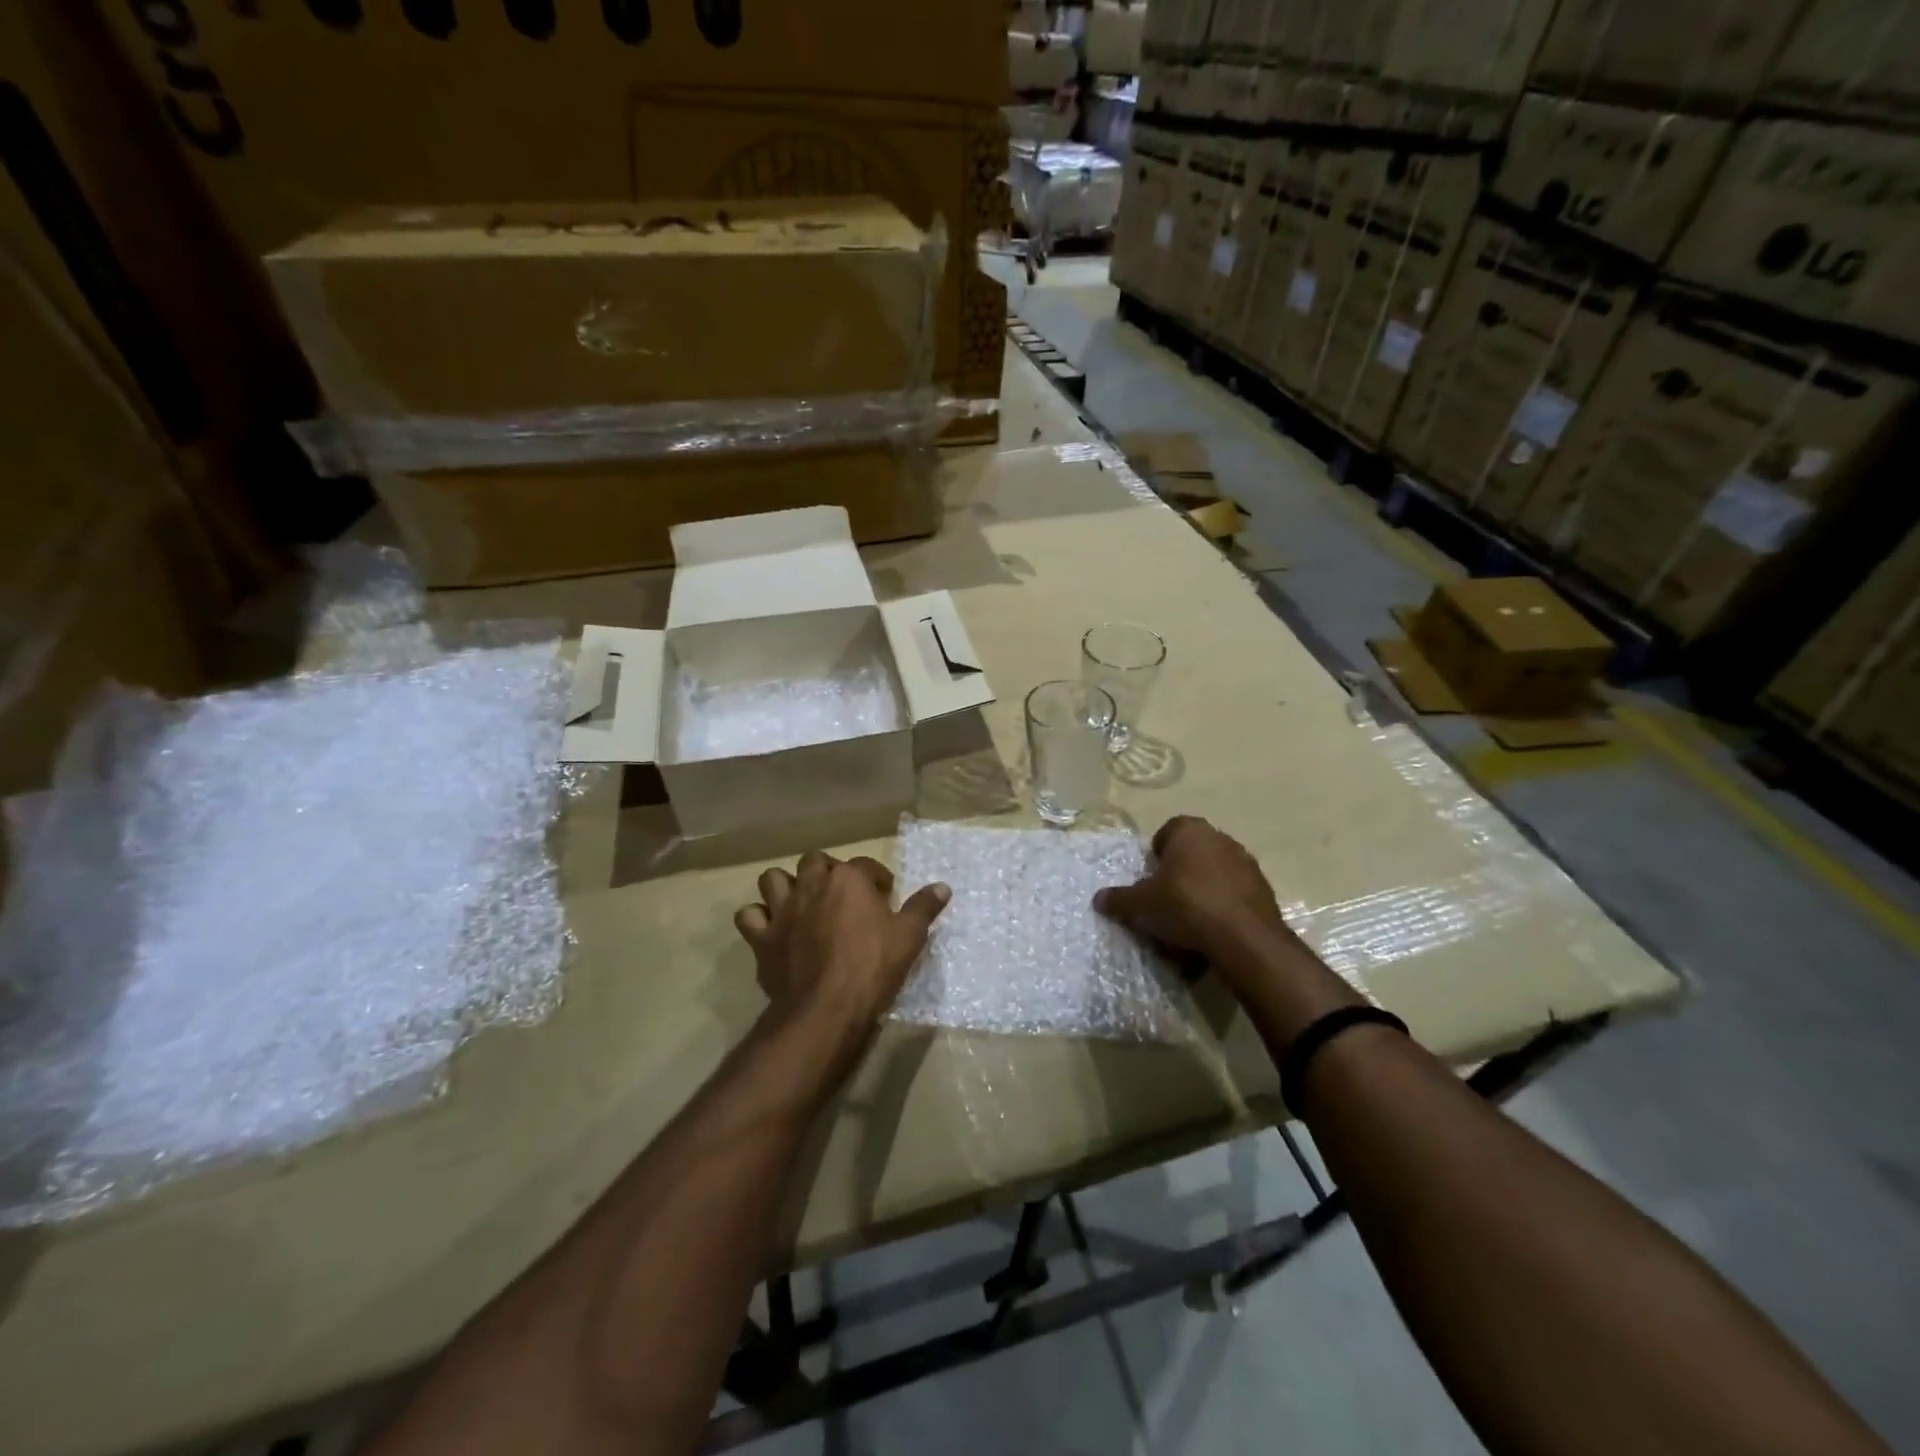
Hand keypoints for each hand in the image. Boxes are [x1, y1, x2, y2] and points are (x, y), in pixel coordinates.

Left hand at [734, 851, 950, 1043]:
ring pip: (773, 879)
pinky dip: (758, 918)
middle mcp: (812, 885)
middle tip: (842, 896)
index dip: (876, 879)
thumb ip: (924, 908)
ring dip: (786, 886)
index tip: (885, 898)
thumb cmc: (873, 968)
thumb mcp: (909, 937)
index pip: (865, 865)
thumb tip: (943, 887)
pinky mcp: (762, 938)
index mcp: (848, 879)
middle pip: (815, 862)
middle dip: (828, 873)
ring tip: (801, 903)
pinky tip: (771, 929)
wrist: (825, 1010)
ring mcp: (782, 910)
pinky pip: (749, 916)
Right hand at [1094, 816, 1313, 994]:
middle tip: (1166, 898)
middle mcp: (1221, 838)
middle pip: (1194, 851)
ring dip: (1204, 890)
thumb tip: (1098, 898)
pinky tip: (1214, 931)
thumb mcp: (1141, 904)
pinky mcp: (1264, 890)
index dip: (1156, 853)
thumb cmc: (1185, 904)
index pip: (1168, 831)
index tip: (1150, 877)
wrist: (1243, 937)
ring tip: (1190, 919)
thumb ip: (1119, 899)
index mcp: (1190, 830)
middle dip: (1180, 872)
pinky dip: (1224, 907)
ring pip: (1216, 873)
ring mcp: (1247, 863)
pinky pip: (1235, 895)